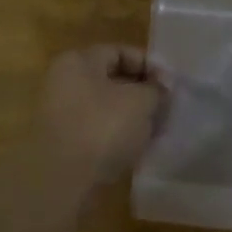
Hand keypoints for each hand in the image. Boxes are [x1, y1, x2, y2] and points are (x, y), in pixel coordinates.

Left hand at [34, 46, 166, 189]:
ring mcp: (60, 113)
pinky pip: (97, 129)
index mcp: (77, 62)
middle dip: (142, 92)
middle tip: (166, 108)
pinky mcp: (64, 142)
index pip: (119, 52)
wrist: (63, 180)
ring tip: (155, 130)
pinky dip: (117, 135)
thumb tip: (160, 87)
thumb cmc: (102, 128)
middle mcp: (64, 82)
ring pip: (105, 107)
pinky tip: (136, 147)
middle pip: (111, 80)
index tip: (170, 85)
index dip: (149, 65)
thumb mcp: (140, 102)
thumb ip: (155, 89)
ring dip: (131, 116)